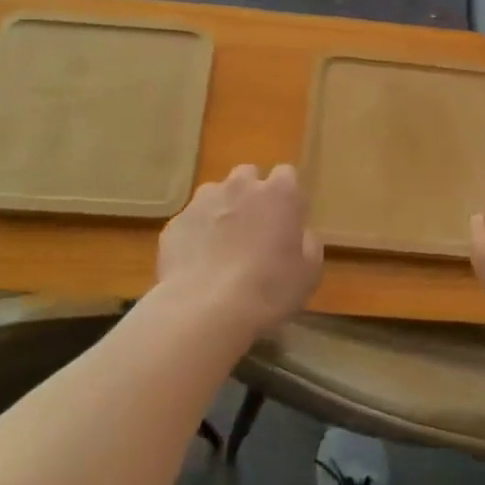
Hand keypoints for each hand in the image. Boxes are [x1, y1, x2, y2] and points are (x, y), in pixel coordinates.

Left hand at [157, 164, 322, 335]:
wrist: (205, 310)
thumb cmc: (269, 290)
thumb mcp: (309, 274)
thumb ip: (308, 244)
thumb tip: (300, 235)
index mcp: (280, 194)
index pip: (286, 174)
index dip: (287, 196)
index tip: (287, 220)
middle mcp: (241, 187)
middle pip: (248, 175)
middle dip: (252, 194)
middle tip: (255, 229)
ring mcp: (203, 201)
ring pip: (216, 194)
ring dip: (222, 210)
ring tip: (222, 246)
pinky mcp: (176, 222)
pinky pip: (191, 220)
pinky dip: (196, 234)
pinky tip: (198, 264)